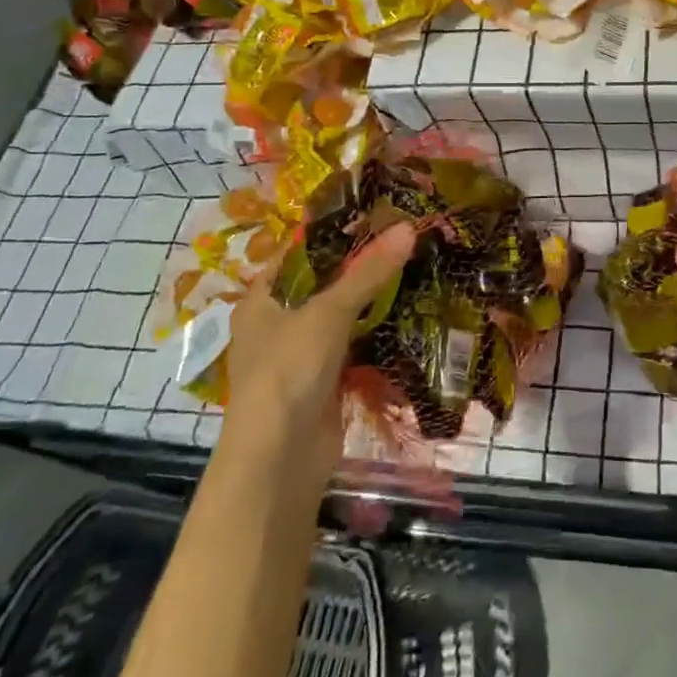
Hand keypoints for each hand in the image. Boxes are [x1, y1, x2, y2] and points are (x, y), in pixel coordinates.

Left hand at [217, 223, 416, 467]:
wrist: (281, 459)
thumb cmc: (290, 369)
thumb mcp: (329, 312)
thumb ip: (369, 272)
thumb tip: (408, 227)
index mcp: (262, 300)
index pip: (299, 254)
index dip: (334, 235)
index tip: (376, 218)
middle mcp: (276, 324)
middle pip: (323, 286)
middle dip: (361, 269)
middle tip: (404, 242)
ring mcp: (299, 357)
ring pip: (341, 319)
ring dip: (372, 304)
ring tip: (414, 271)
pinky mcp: (323, 383)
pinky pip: (353, 349)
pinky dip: (375, 337)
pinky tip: (408, 317)